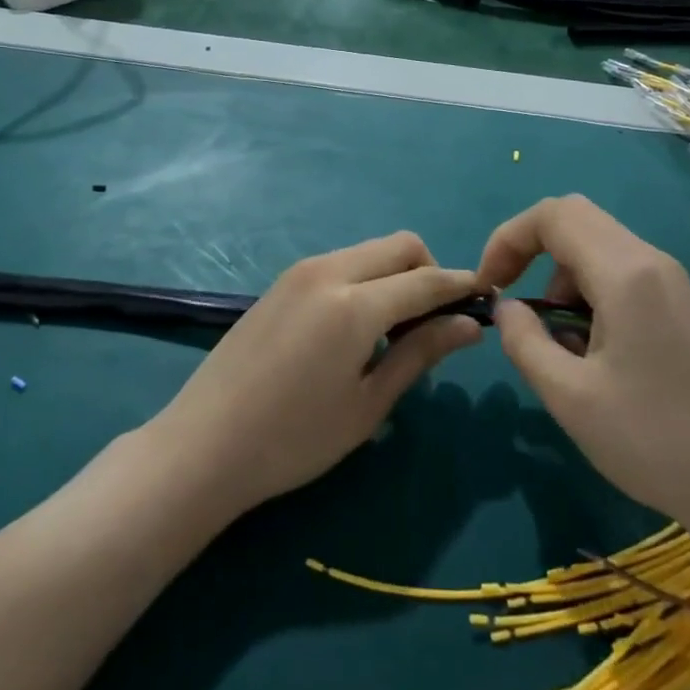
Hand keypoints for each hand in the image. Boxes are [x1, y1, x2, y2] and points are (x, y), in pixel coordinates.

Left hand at [150, 231, 485, 517]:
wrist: (203, 444)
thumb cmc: (293, 439)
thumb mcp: (368, 405)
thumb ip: (421, 354)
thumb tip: (470, 325)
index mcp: (355, 304)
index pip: (425, 280)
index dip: (460, 287)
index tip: (486, 299)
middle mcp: (330, 271)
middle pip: (400, 246)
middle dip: (429, 271)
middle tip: (435, 322)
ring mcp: (301, 270)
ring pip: (370, 250)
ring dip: (397, 274)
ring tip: (395, 330)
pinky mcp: (283, 280)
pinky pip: (342, 262)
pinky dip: (366, 278)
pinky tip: (357, 326)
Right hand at [483, 196, 689, 523]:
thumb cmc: (652, 441)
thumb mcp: (569, 397)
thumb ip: (524, 341)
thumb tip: (506, 308)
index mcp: (624, 273)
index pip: (553, 216)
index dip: (509, 239)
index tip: (489, 285)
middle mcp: (649, 260)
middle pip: (575, 217)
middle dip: (530, 248)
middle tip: (511, 298)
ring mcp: (669, 278)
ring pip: (596, 243)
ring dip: (560, 274)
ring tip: (555, 338)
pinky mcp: (678, 301)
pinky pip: (619, 269)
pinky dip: (587, 289)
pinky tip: (589, 345)